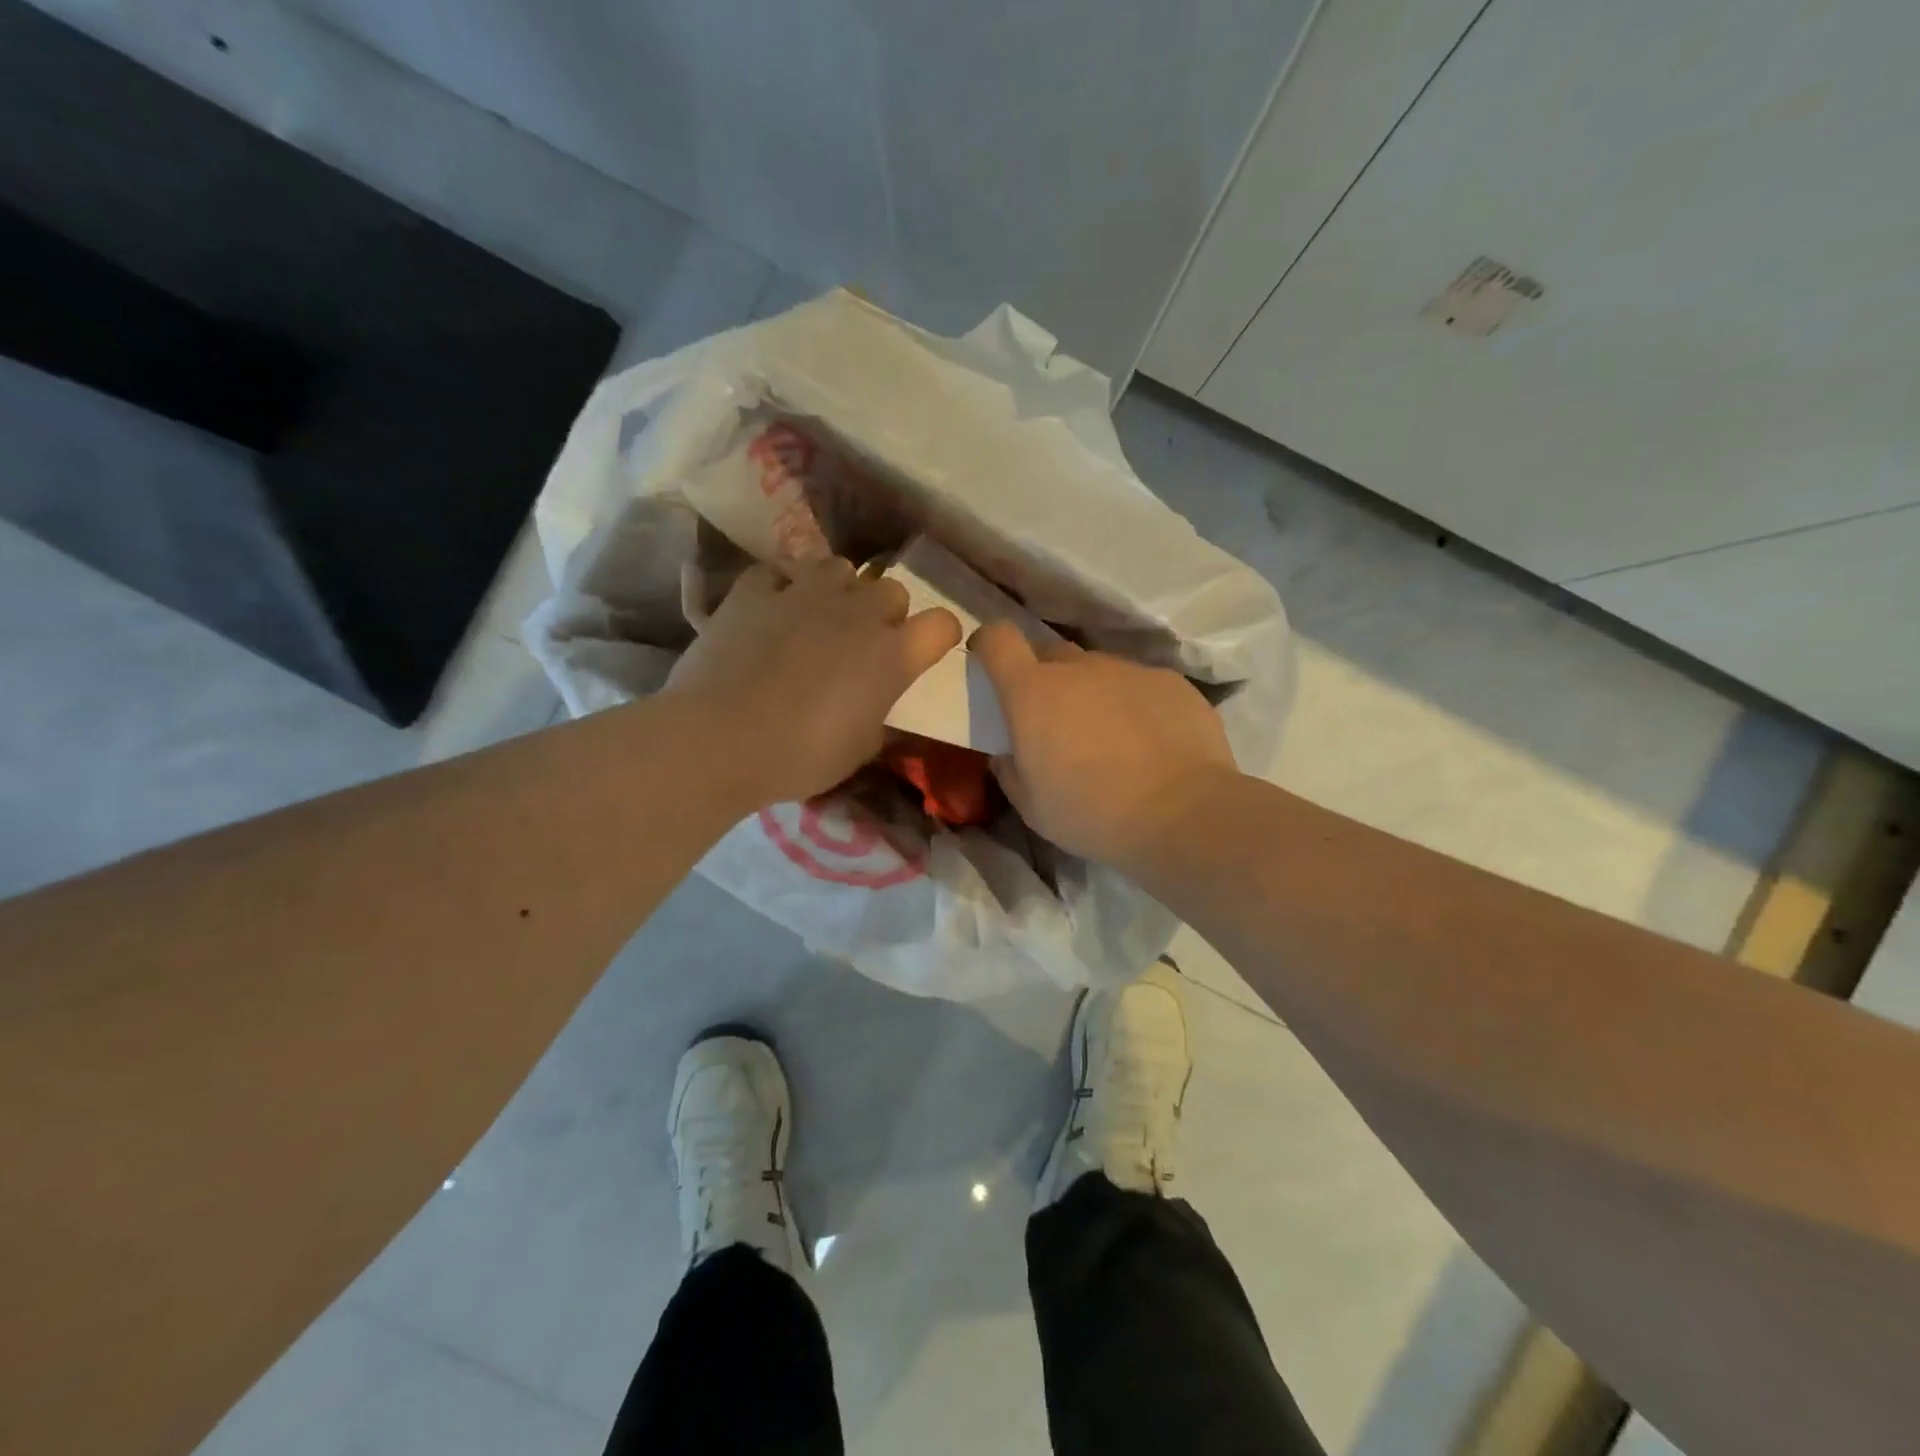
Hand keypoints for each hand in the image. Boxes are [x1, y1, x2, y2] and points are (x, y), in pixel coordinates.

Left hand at [665, 557, 960, 806]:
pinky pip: (780, 571)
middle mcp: (856, 612)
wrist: (718, 740)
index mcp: (891, 654)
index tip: (925, 652)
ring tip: (821, 616)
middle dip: (887, 613)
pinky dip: (783, 586)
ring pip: (840, 567)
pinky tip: (773, 609)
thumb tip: (882, 709)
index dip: (939, 637)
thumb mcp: (859, 750)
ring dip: (840, 590)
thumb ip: (881, 718)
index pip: (942, 624)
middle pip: (892, 589)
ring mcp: (803, 593)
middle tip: (866, 644)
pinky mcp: (755, 590)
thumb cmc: (799, 756)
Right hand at [973, 622, 1238, 867]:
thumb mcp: (1031, 806)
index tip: (990, 664)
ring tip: (1110, 737)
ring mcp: (1128, 669)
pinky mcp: (1170, 680)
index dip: (989, 645)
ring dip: (1093, 693)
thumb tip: (1008, 753)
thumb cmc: (1092, 813)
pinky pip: (1139, 684)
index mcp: (1033, 692)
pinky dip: (1134, 704)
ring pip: (1098, 670)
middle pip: (1050, 654)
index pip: (998, 639)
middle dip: (1045, 678)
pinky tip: (1150, 741)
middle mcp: (1079, 667)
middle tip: (1056, 720)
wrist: (1182, 813)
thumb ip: (1009, 770)